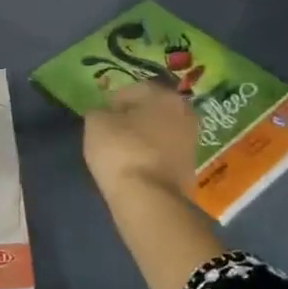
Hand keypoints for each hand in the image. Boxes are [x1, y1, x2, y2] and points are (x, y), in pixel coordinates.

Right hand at [83, 82, 196, 204]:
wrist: (148, 199)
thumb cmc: (121, 151)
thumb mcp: (96, 123)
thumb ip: (99, 112)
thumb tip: (104, 114)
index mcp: (165, 97)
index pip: (137, 89)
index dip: (116, 99)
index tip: (102, 113)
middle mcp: (185, 114)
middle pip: (154, 109)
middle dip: (135, 116)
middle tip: (114, 128)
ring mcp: (191, 143)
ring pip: (162, 131)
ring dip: (145, 136)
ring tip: (123, 148)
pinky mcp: (190, 168)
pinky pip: (165, 153)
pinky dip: (151, 154)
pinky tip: (135, 164)